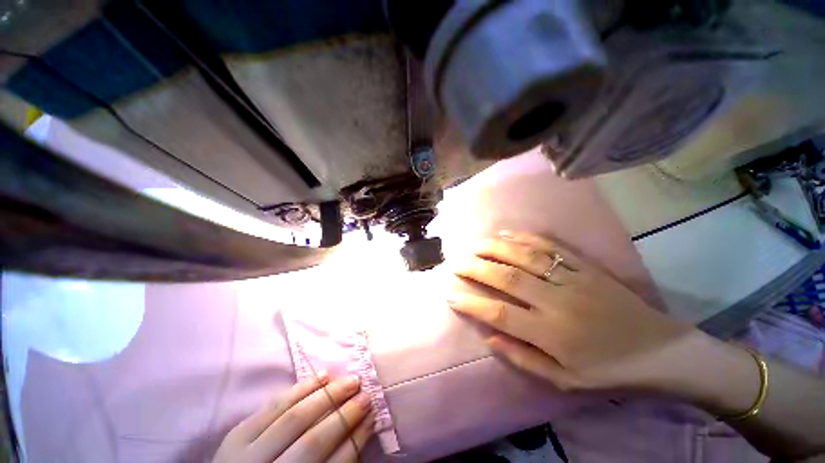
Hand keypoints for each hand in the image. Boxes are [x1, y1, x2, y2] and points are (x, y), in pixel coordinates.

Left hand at [214, 374, 374, 462]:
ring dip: (328, 395)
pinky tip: (323, 375)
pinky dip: (301, 388)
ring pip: (294, 418)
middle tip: (366, 394)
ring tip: (351, 379)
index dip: (356, 440)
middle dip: (345, 415)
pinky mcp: (235, 435)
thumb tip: (362, 428)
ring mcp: (246, 456)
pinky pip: (273, 405)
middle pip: (313, 442)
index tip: (374, 417)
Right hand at [448, 230, 695, 392]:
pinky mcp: (586, 267)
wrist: (661, 350)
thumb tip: (489, 337)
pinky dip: (525, 237)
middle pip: (507, 278)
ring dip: (494, 248)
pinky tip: (506, 233)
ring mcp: (572, 279)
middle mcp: (557, 301)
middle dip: (475, 268)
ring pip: (525, 257)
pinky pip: (551, 247)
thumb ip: (523, 358)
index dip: (471, 302)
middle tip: (455, 262)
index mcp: (552, 333)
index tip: (450, 293)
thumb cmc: (609, 370)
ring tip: (473, 244)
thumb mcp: (565, 380)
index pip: (499, 313)